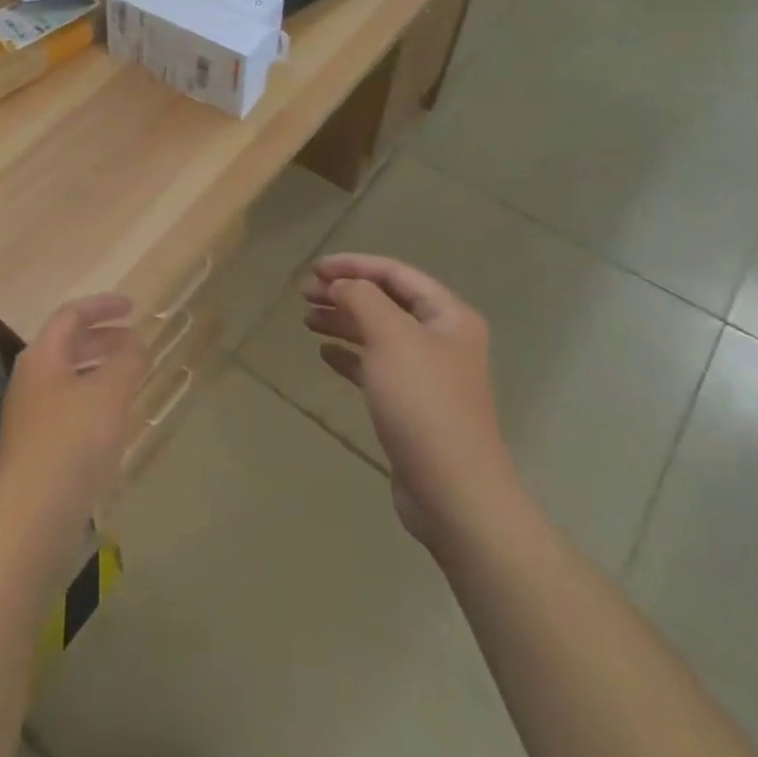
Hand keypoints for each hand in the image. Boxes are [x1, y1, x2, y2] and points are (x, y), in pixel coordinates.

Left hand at [0, 294, 147, 538]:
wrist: (31, 518)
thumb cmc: (72, 444)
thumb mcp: (109, 395)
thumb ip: (126, 362)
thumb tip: (135, 343)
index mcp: (42, 356)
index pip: (72, 314)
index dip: (103, 305)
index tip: (133, 307)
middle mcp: (31, 378)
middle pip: (68, 344)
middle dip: (104, 338)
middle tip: (136, 343)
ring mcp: (30, 414)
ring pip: (69, 377)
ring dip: (100, 370)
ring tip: (132, 379)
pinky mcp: (36, 446)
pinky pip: (69, 406)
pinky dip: (94, 399)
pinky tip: (114, 421)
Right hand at [302, 254, 517, 549]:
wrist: (453, 491)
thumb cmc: (422, 402)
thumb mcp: (389, 335)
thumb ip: (361, 297)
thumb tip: (340, 285)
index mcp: (449, 316)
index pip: (396, 273)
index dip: (354, 265)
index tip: (314, 269)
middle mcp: (442, 340)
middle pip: (386, 302)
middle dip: (345, 292)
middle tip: (304, 294)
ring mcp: (429, 375)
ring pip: (378, 334)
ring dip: (343, 322)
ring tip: (307, 320)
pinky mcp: (413, 406)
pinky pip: (376, 367)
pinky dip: (350, 356)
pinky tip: (325, 354)